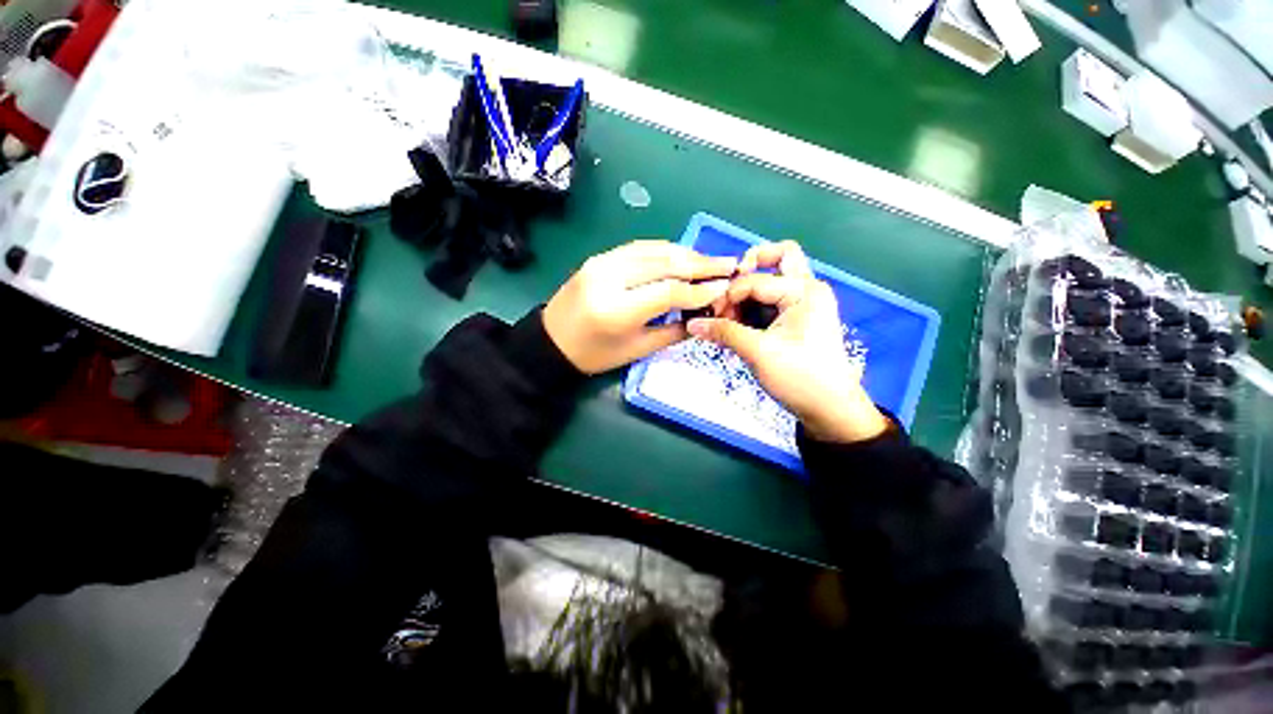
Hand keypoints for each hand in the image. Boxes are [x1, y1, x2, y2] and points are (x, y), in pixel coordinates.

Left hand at [543, 240, 737, 373]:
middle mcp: (608, 278)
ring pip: (653, 250)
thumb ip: (673, 331)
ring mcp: (601, 263)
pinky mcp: (598, 257)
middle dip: (700, 263)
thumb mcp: (636, 350)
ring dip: (685, 253)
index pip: (669, 291)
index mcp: (617, 310)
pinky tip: (680, 255)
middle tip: (728, 264)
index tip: (724, 286)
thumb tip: (703, 313)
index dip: (700, 288)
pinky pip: (638, 248)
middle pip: (664, 263)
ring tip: (709, 259)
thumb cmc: (594, 355)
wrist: (551, 342)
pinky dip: (663, 250)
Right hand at [687, 241, 887, 443]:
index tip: (708, 315)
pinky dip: (753, 307)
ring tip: (727, 318)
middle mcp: (807, 289)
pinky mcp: (797, 319)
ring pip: (773, 279)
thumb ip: (724, 333)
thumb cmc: (799, 377)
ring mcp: (804, 303)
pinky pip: (772, 301)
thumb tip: (692, 324)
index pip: (754, 281)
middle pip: (778, 258)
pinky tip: (736, 325)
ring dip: (747, 292)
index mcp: (804, 291)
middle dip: (748, 268)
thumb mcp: (758, 352)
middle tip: (725, 293)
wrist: (830, 409)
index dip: (727, 296)